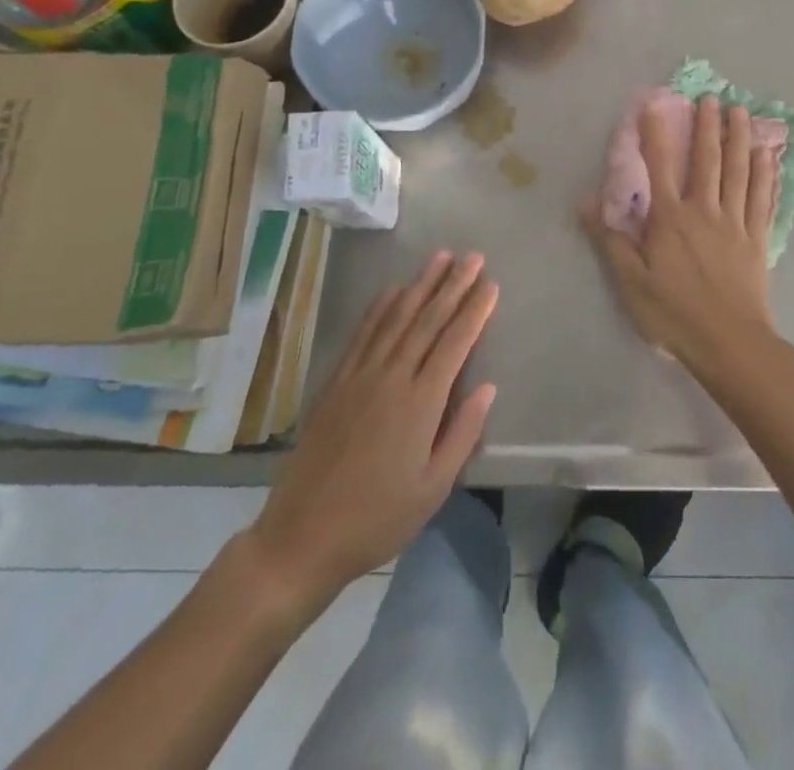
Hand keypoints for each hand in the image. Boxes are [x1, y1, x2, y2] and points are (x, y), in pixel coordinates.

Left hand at [240, 251, 497, 605]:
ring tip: (440, 257)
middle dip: (453, 285)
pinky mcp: (336, 382)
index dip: (475, 311)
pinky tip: (392, 290)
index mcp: (420, 404)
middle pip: (427, 320)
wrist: (302, 537)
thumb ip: (462, 433)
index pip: (455, 343)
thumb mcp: (433, 488)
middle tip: (473, 256)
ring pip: (396, 318)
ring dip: (420, 285)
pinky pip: (362, 334)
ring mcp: (360, 376)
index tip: (491, 284)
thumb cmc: (377, 519)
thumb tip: (487, 387)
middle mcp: (391, 378)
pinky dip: (380, 308)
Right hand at [582, 95, 779, 375]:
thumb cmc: (674, 314)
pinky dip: (765, 175)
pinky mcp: (757, 239)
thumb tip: (585, 200)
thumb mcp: (630, 282)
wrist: (729, 343)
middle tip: (711, 97)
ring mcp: (735, 223)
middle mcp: (705, 211)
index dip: (656, 133)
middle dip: (707, 126)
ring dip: (739, 138)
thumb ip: (610, 239)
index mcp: (671, 219)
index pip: (661, 166)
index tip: (655, 104)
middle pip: (707, 160)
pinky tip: (768, 156)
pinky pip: (762, 199)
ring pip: (738, 172)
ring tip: (741, 111)